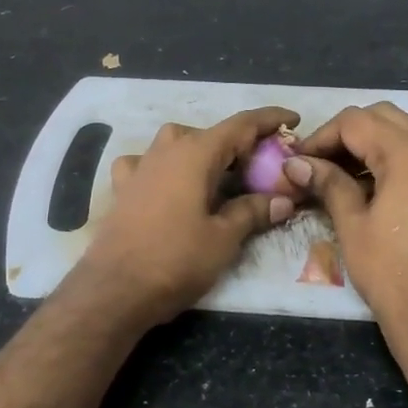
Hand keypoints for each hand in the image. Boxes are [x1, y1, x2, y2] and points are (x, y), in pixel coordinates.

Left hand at [72, 107, 300, 327]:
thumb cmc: (176, 260)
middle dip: (239, 144)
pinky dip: (164, 167)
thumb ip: (253, 212)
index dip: (269, 119)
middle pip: (210, 134)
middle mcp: (166, 150)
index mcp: (195, 153)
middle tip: (263, 165)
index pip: (240, 125)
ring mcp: (140, 166)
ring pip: (177, 143)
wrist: (115, 289)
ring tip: (219, 176)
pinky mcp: (123, 188)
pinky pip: (148, 163)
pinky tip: (168, 184)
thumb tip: (282, 200)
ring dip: (202, 152)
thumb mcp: (224, 238)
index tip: (293, 119)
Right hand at [284, 103, 407, 363]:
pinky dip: (394, 162)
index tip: (298, 162)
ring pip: (406, 135)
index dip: (321, 137)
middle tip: (318, 165)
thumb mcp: (353, 225)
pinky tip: (370, 190)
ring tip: (339, 178)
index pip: (356, 122)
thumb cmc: (393, 274)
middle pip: (384, 118)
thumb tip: (296, 164)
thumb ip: (327, 183)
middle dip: (346, 135)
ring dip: (370, 147)